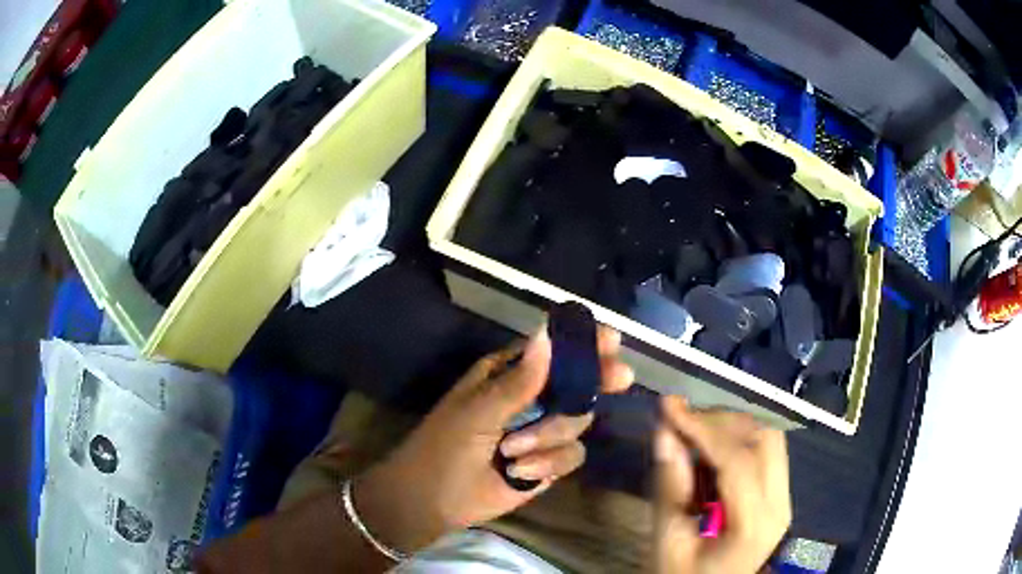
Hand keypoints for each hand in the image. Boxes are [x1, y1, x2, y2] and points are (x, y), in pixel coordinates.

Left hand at [353, 324, 633, 553]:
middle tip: (621, 378)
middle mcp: (532, 399)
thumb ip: (518, 381)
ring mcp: (543, 431)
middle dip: (596, 380)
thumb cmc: (445, 446)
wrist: (435, 500)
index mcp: (509, 375)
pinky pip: (572, 455)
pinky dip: (548, 463)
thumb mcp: (478, 411)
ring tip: (512, 450)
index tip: (612, 340)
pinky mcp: (550, 462)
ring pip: (579, 421)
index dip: (582, 344)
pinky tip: (520, 472)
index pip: (553, 351)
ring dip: (549, 436)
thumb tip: (547, 336)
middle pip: (578, 382)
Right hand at [653, 396, 790, 573]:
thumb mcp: (668, 542)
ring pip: (769, 437)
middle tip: (681, 420)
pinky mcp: (780, 494)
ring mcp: (784, 498)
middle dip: (721, 420)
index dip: (703, 427)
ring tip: (694, 433)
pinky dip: (737, 440)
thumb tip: (664, 432)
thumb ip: (670, 488)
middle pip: (764, 438)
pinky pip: (766, 451)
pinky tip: (710, 452)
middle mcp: (779, 504)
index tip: (668, 405)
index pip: (737, 460)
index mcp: (753, 524)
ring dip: (731, 427)